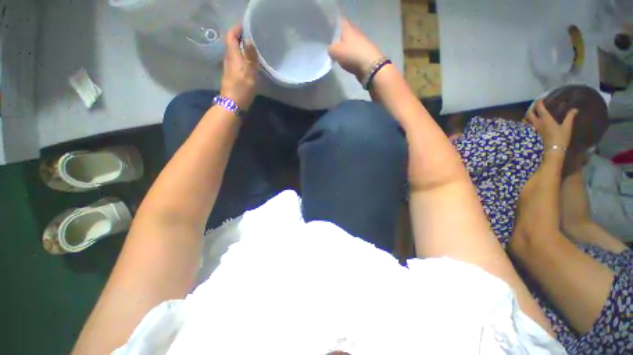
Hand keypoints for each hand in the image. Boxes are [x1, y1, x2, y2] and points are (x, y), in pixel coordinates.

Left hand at [221, 25, 258, 109]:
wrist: (233, 103)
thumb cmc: (242, 88)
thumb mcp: (249, 72)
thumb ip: (250, 56)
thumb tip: (249, 40)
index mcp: (233, 55)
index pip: (231, 36)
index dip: (237, 29)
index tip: (247, 26)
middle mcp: (229, 58)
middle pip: (232, 43)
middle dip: (240, 37)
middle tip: (253, 36)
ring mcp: (230, 67)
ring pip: (234, 52)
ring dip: (242, 47)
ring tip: (253, 47)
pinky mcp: (232, 74)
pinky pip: (237, 60)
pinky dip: (243, 56)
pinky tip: (250, 61)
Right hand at [328, 19, 383, 80]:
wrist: (370, 67)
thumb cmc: (352, 55)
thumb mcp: (336, 51)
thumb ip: (330, 49)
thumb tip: (330, 50)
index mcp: (349, 29)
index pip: (341, 22)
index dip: (334, 27)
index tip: (329, 34)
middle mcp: (356, 33)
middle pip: (346, 34)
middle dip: (339, 40)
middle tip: (332, 47)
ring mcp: (362, 44)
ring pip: (351, 44)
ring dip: (345, 49)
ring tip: (338, 57)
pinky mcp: (365, 55)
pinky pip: (355, 54)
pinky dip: (350, 57)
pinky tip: (346, 63)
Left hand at [525, 100, 577, 148]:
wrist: (553, 150)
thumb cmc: (561, 138)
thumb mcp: (567, 127)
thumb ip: (570, 117)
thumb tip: (575, 109)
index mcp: (545, 119)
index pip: (539, 108)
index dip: (539, 102)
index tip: (541, 99)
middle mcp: (537, 123)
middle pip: (529, 113)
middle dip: (531, 108)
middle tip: (535, 105)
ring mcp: (535, 128)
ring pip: (527, 119)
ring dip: (529, 115)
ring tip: (533, 112)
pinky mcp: (535, 133)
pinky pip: (529, 125)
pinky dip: (530, 121)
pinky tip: (534, 121)